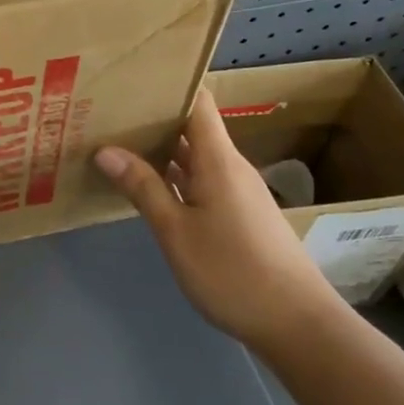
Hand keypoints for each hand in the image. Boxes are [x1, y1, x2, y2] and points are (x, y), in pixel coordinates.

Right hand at [94, 83, 339, 347]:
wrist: (298, 325)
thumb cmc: (233, 272)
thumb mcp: (176, 232)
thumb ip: (143, 187)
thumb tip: (105, 149)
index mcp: (218, 158)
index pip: (197, 100)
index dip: (168, 84)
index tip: (130, 79)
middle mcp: (230, 165)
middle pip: (192, 126)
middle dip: (153, 117)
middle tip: (108, 110)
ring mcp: (236, 190)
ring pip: (195, 155)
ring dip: (161, 148)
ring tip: (118, 141)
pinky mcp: (239, 214)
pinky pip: (201, 179)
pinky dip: (174, 175)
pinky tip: (148, 185)